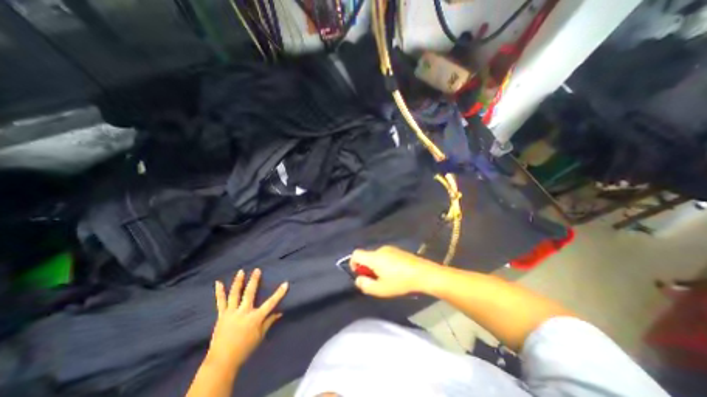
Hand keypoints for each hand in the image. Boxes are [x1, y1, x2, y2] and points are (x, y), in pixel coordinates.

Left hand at [208, 268, 285, 367]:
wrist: (222, 361)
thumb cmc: (245, 348)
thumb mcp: (260, 335)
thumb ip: (269, 321)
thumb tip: (280, 312)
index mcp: (255, 317)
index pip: (271, 303)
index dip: (279, 293)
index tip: (286, 283)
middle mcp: (244, 312)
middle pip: (250, 293)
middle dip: (254, 280)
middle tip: (257, 270)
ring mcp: (231, 312)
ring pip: (235, 294)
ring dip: (238, 282)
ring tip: (241, 272)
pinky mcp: (222, 315)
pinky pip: (220, 302)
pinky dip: (219, 292)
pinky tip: (218, 282)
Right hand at [347, 246, 436, 296]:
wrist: (423, 273)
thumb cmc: (400, 282)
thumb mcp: (381, 289)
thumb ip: (365, 285)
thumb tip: (359, 280)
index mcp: (374, 257)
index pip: (356, 254)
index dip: (353, 263)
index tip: (360, 274)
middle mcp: (380, 250)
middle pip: (367, 256)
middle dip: (367, 268)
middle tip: (375, 280)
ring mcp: (390, 249)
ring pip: (376, 257)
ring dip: (376, 266)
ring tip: (387, 278)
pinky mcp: (398, 250)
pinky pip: (385, 256)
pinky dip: (384, 263)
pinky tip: (395, 273)